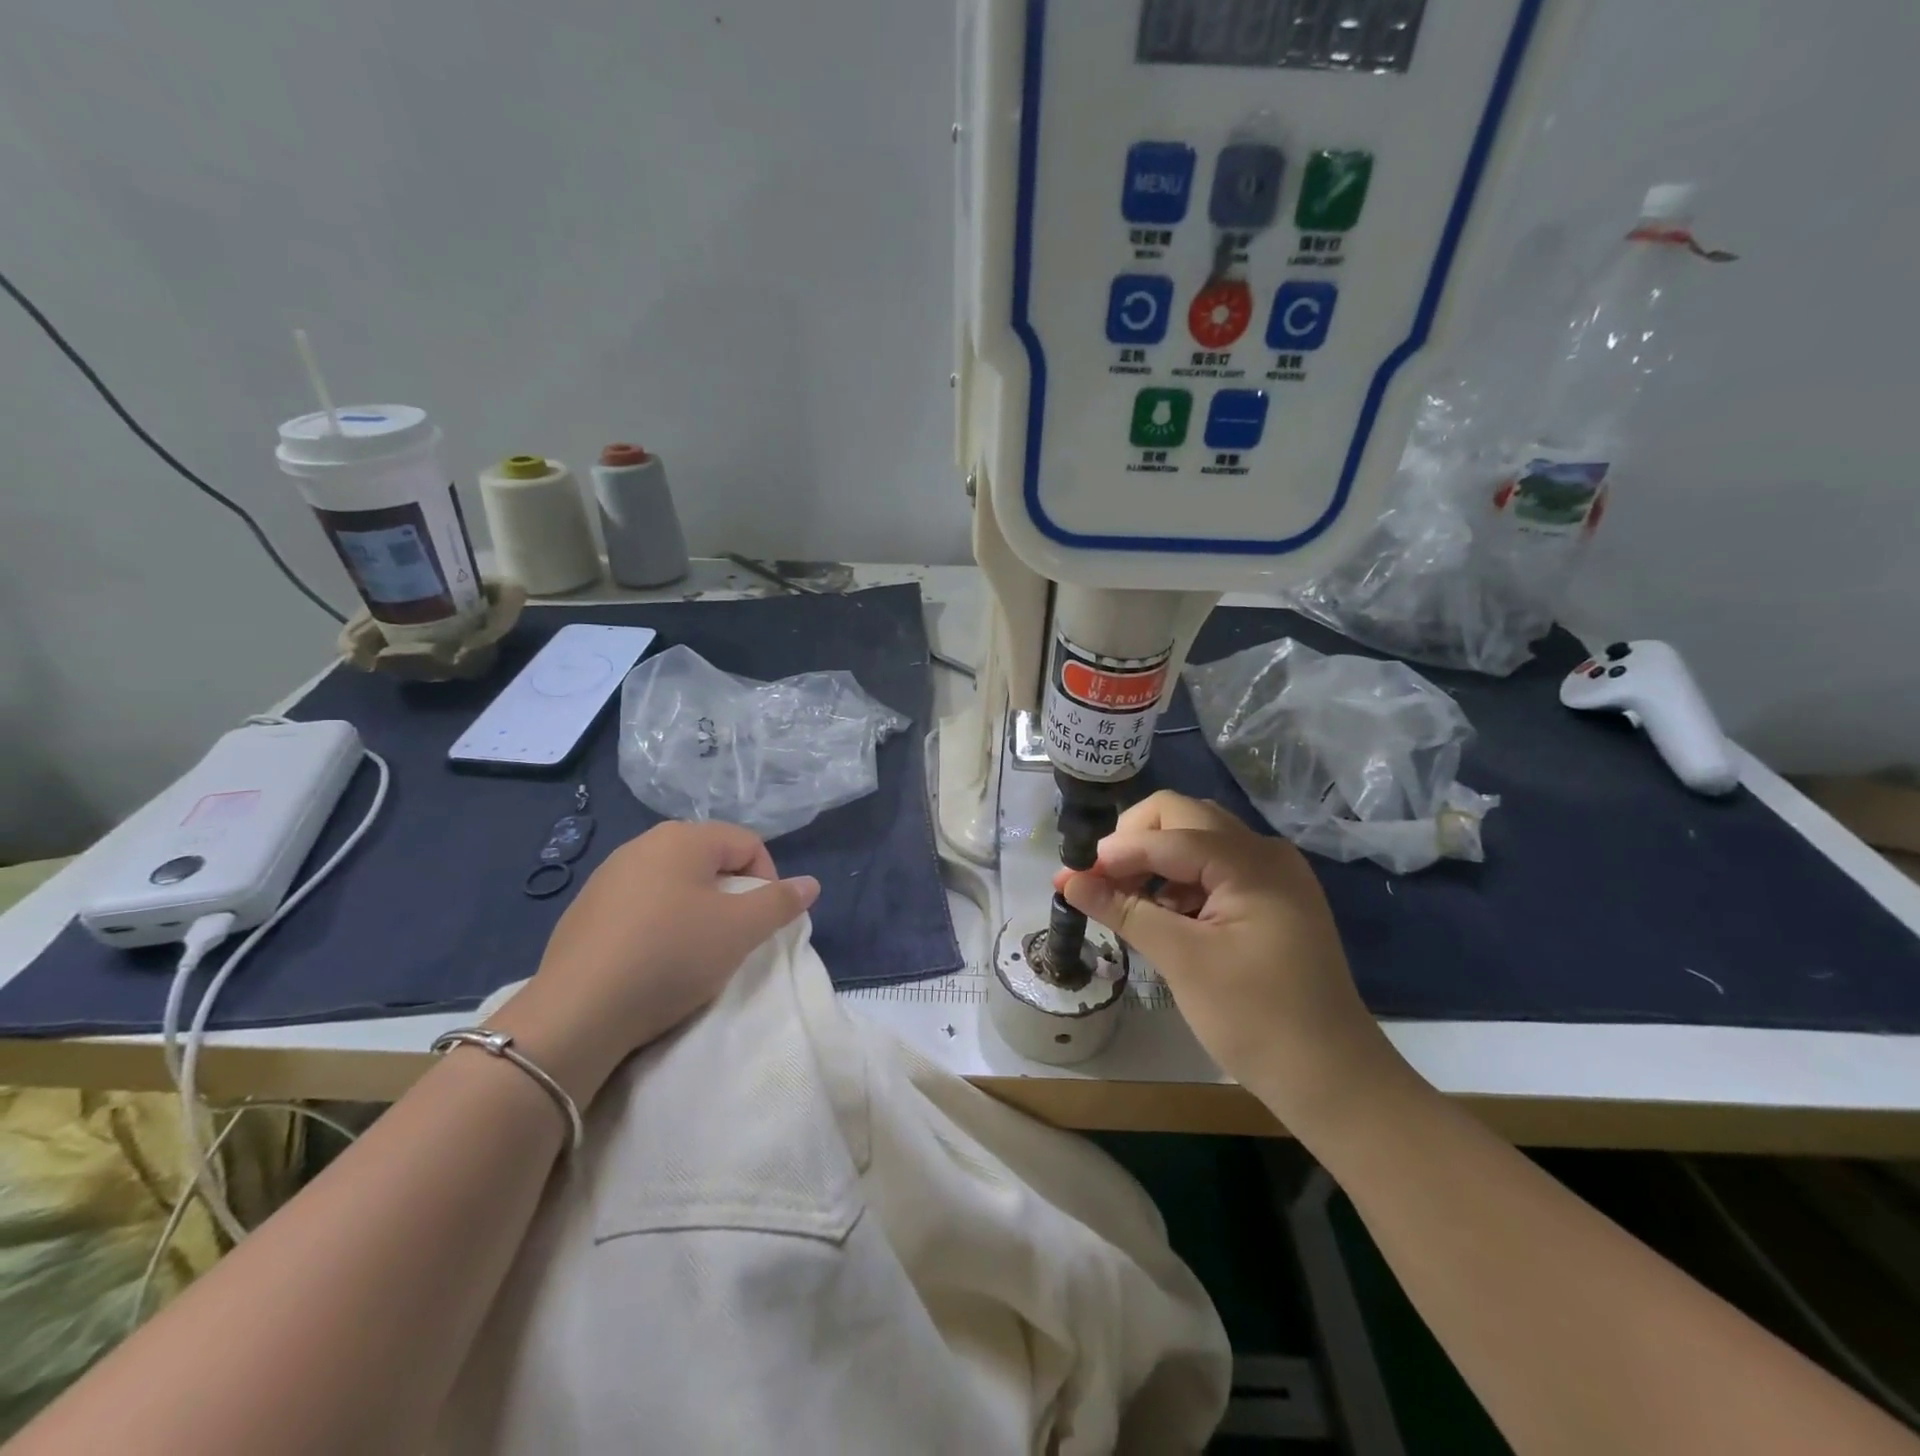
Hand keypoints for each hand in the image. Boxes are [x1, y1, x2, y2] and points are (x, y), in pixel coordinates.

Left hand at [491, 821, 818, 1102]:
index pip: (748, 844)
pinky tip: (653, 961)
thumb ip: (780, 902)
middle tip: (732, 938)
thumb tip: (810, 884)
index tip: (761, 923)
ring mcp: (608, 876)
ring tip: (694, 952)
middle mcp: (643, 844)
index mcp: (683, 838)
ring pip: (675, 883)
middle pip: (711, 860)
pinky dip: (660, 924)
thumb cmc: (670, 956)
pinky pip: (641, 905)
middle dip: (731, 895)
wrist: (576, 1013)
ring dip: (696, 910)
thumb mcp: (740, 930)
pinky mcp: (585, 910)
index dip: (768, 881)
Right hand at [1056, 791, 1406, 1135]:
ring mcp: (1274, 874)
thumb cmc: (1255, 1018)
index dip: (1116, 851)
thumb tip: (1067, 880)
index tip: (1072, 877)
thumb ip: (1124, 911)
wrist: (1333, 1079)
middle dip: (1135, 841)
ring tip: (1126, 900)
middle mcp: (1265, 853)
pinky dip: (1181, 880)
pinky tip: (1163, 915)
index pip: (1167, 834)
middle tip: (1101, 880)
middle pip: (1183, 817)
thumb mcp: (1182, 961)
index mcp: (1251, 862)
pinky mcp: (1273, 899)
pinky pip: (1216, 867)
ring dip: (1156, 858)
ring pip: (1198, 839)